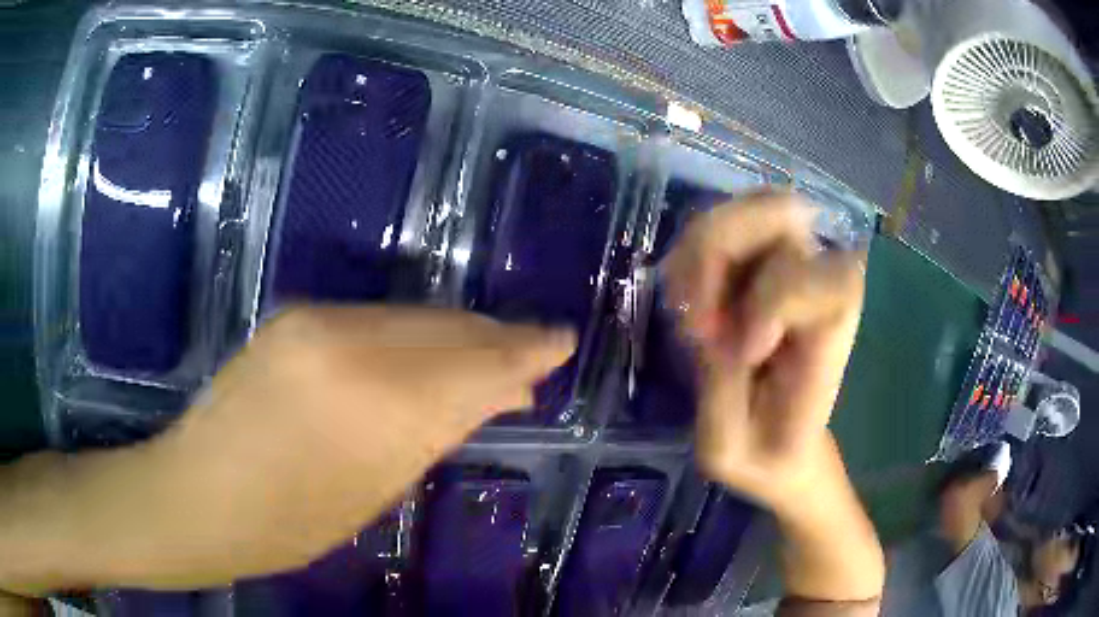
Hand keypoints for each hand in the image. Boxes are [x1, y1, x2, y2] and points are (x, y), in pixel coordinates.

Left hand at [0, 306, 572, 592]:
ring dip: (455, 336)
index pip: (474, 363)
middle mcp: (348, 342)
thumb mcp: (377, 490)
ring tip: (487, 357)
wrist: (198, 495)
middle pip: (447, 327)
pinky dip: (411, 335)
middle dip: (494, 339)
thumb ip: (436, 428)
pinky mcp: (293, 317)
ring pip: (412, 316)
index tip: (559, 340)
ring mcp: (314, 321)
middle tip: (530, 354)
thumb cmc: (289, 523)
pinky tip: (426, 353)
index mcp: (376, 403)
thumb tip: (495, 392)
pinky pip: (375, 319)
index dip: (523, 351)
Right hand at [664, 192, 864, 512]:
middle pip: (786, 212)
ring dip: (702, 247)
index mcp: (831, 340)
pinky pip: (724, 226)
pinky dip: (691, 251)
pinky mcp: (761, 270)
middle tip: (695, 312)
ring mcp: (790, 272)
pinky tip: (683, 298)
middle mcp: (818, 290)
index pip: (832, 277)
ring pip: (752, 207)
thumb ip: (722, 392)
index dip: (779, 298)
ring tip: (686, 306)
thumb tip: (711, 330)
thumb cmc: (767, 460)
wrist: (786, 453)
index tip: (743, 351)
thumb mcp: (729, 452)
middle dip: (724, 245)